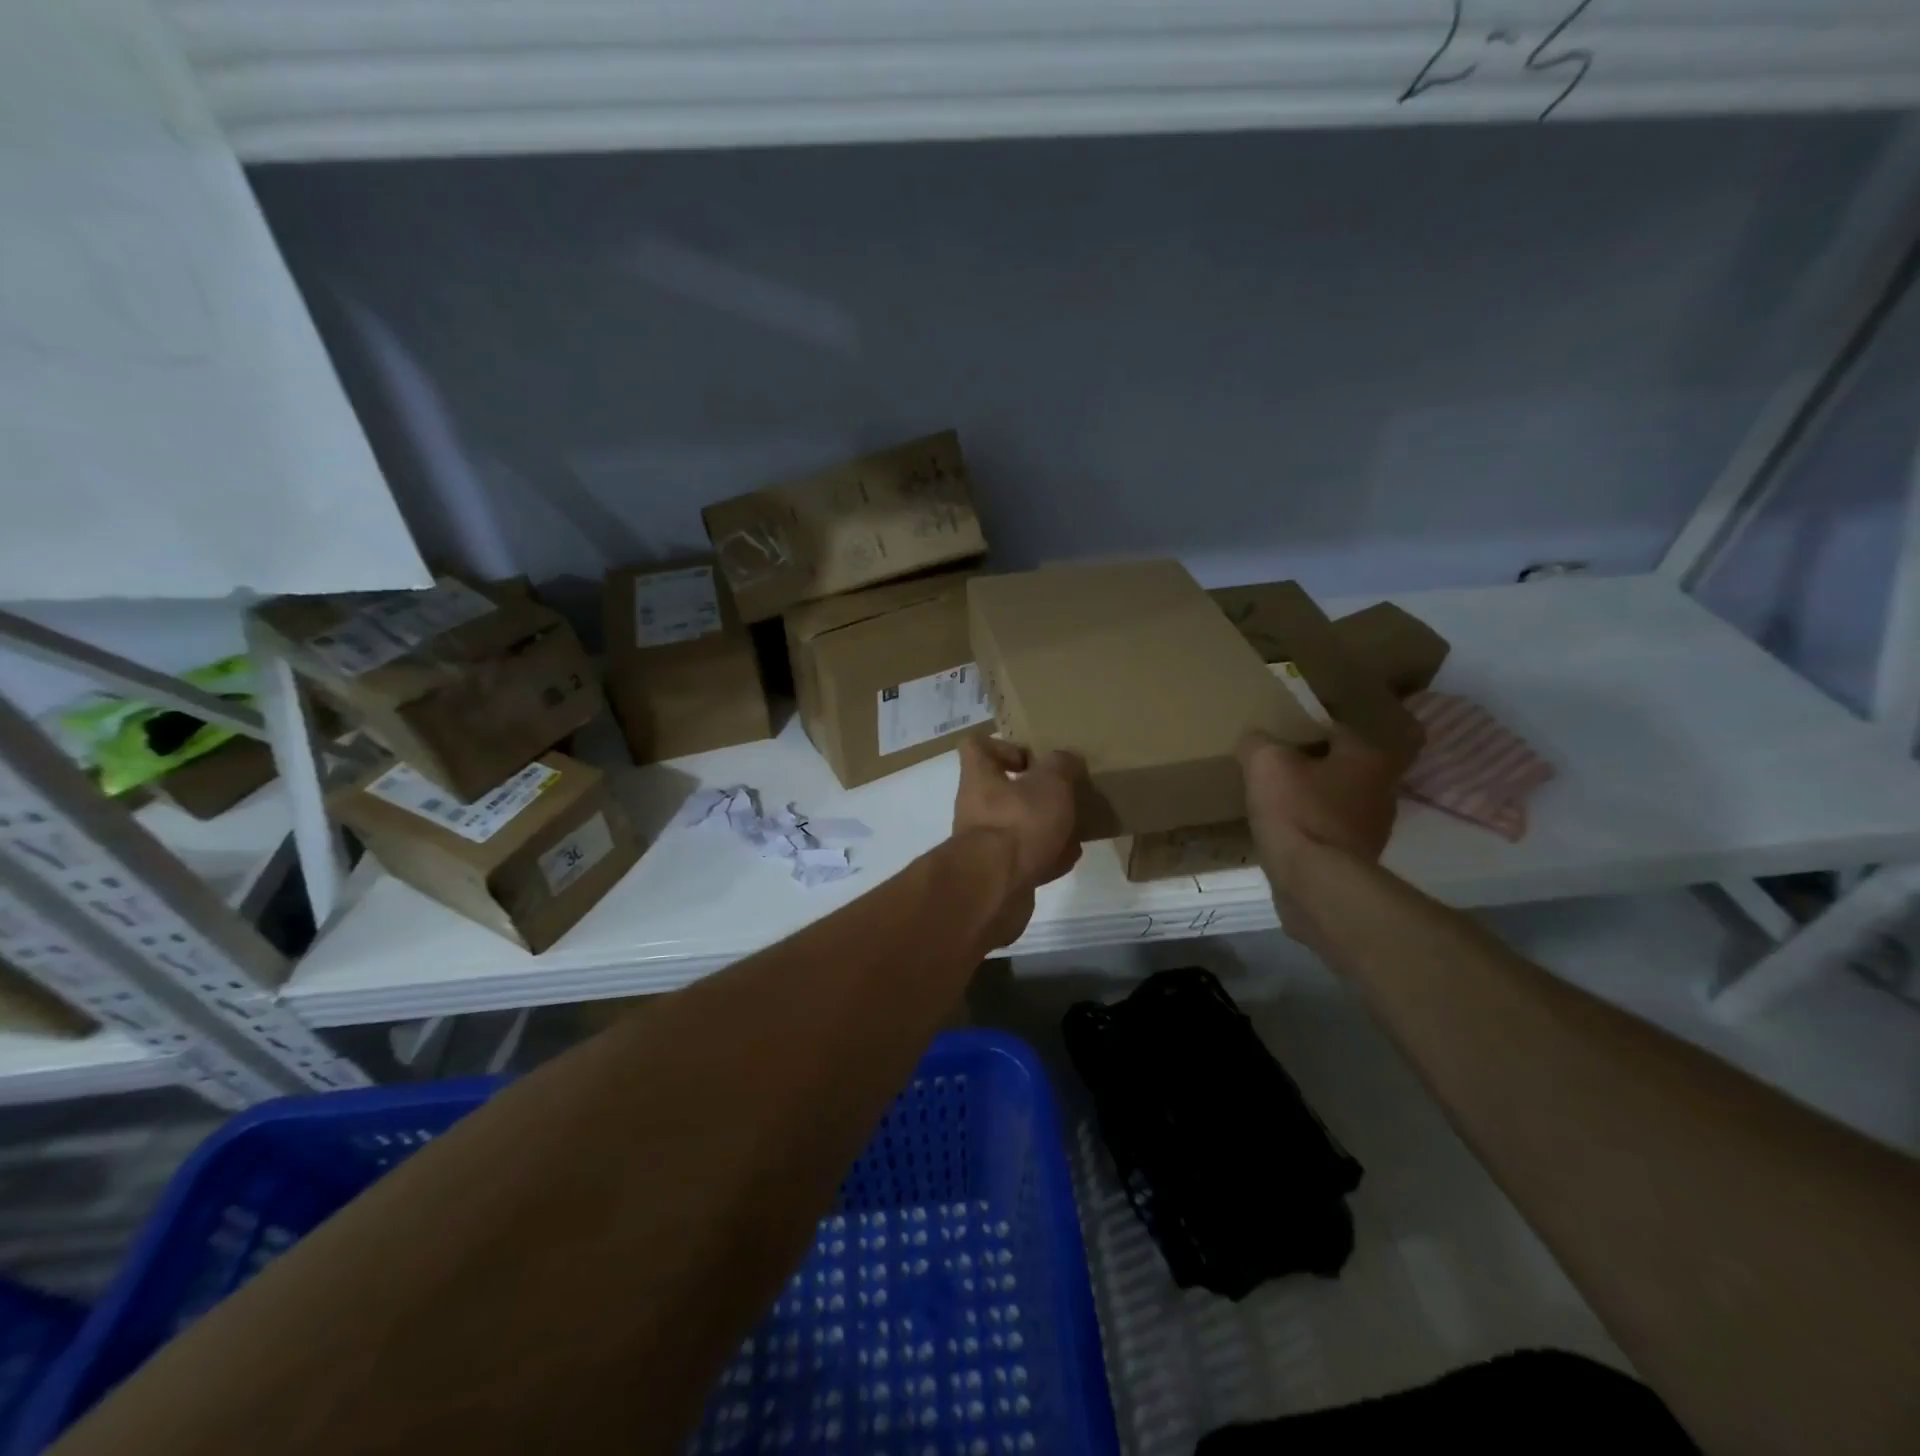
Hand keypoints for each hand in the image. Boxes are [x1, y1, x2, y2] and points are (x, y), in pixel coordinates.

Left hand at [954, 736, 1083, 943]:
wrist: (995, 889)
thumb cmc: (1019, 823)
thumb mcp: (1051, 784)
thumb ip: (1061, 766)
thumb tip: (1066, 758)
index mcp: (980, 777)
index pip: (976, 746)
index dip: (1003, 746)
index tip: (1032, 758)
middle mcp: (975, 807)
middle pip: (1002, 790)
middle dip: (1035, 794)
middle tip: (1064, 796)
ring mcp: (984, 844)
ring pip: (1016, 827)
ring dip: (1045, 828)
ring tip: (1075, 828)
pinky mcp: (996, 874)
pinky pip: (1023, 859)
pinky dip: (1046, 858)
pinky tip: (1069, 859)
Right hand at [1237, 723, 1414, 881]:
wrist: (1316, 882)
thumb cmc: (1297, 811)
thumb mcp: (1265, 763)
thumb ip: (1258, 743)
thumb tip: (1255, 741)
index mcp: (1367, 757)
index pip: (1337, 729)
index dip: (1306, 729)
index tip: (1280, 735)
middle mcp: (1383, 789)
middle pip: (1341, 766)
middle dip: (1313, 766)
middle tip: (1277, 767)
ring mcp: (1374, 828)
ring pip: (1338, 800)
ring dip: (1314, 799)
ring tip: (1278, 801)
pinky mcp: (1359, 859)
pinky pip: (1331, 831)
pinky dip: (1312, 828)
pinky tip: (1286, 833)